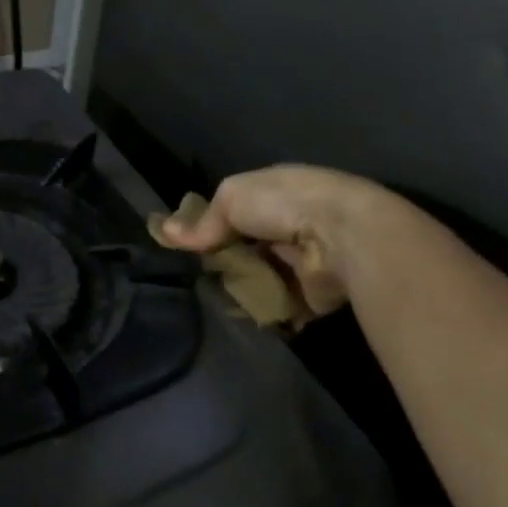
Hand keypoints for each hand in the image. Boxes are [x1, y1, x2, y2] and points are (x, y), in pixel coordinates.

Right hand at [159, 165, 384, 316]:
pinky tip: (242, 313)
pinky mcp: (313, 294)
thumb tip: (164, 232)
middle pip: (249, 247)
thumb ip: (202, 220)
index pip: (238, 210)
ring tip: (217, 299)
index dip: (213, 225)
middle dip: (227, 261)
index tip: (189, 244)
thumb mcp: (232, 197)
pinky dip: (264, 309)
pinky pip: (281, 304)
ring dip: (244, 287)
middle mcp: (293, 225)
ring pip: (262, 277)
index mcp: (278, 193)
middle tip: (201, 275)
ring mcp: (304, 261)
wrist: (343, 238)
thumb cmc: (285, 205)